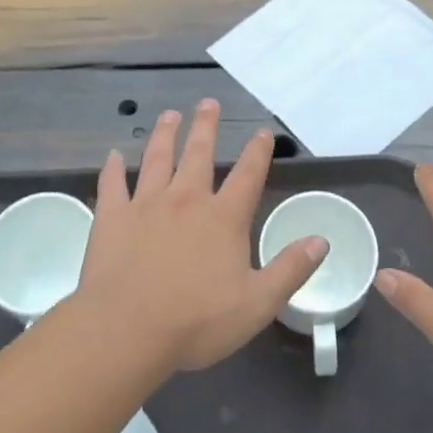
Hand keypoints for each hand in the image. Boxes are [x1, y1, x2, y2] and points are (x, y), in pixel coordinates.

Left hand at [77, 99, 328, 373]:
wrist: (126, 330)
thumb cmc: (196, 321)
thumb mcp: (258, 303)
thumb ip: (291, 270)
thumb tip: (321, 241)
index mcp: (223, 218)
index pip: (247, 175)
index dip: (258, 152)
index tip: (262, 132)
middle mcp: (186, 200)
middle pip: (199, 154)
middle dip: (206, 127)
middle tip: (208, 103)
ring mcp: (145, 205)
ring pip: (157, 159)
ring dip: (165, 135)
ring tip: (169, 116)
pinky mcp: (112, 217)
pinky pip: (112, 185)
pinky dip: (113, 169)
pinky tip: (113, 156)